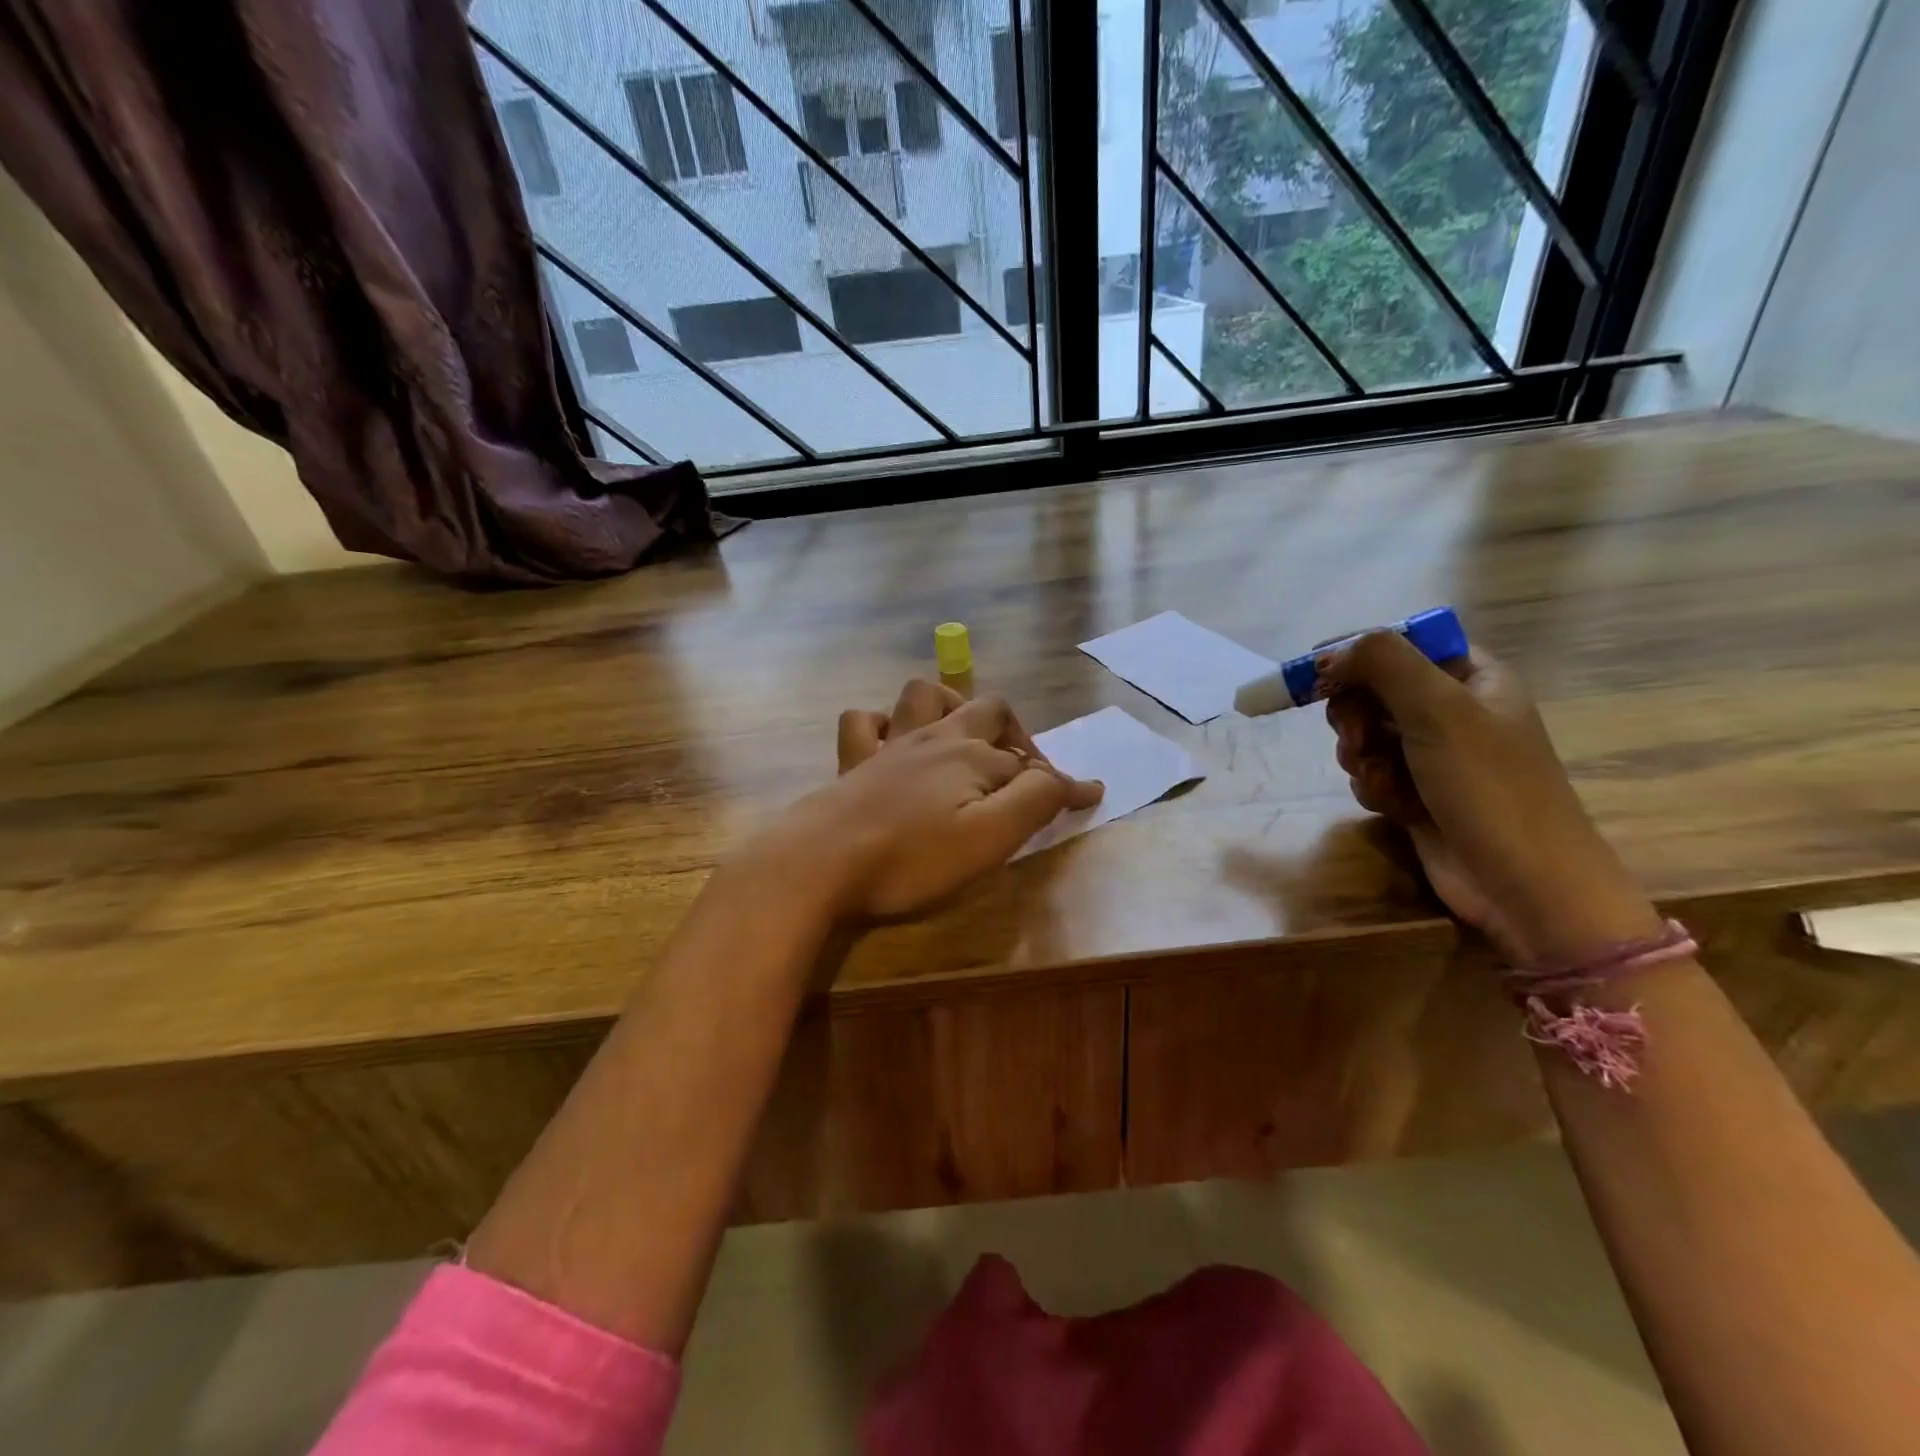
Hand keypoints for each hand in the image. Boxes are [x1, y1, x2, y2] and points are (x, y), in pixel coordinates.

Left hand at [761, 681, 1102, 921]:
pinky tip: (892, 746)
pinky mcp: (852, 763)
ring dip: (951, 707)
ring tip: (962, 739)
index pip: (1031, 764)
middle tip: (1021, 771)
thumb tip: (1078, 782)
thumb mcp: (989, 838)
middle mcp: (935, 739)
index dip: (1060, 783)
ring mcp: (889, 745)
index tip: (1086, 800)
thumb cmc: (911, 857)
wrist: (819, 862)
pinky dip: (883, 725)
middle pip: (986, 711)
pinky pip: (864, 722)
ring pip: (923, 696)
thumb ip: (1036, 803)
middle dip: (1014, 734)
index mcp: (972, 756)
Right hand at [1321, 632, 1662, 964]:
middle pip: (1374, 689)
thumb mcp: (1439, 711)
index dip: (1357, 652)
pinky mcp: (1417, 793)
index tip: (1317, 671)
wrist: (1523, 885)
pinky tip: (1391, 805)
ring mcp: (1434, 755)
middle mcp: (1453, 710)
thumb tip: (1329, 652)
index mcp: (1473, 677)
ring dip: (1360, 754)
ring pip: (1366, 733)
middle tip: (1358, 735)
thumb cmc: (1489, 787)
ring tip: (1380, 778)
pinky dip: (1372, 785)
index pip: (1403, 642)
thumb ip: (1383, 664)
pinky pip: (1372, 772)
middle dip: (1355, 713)